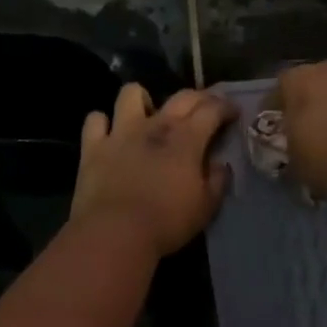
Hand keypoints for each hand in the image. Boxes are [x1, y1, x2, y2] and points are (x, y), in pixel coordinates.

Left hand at [72, 84, 236, 255]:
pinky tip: (109, 134)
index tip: (234, 112)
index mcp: (186, 138)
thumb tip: (220, 165)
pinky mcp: (93, 146)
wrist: (115, 232)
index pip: (212, 109)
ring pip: (131, 94)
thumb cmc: (167, 222)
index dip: (226, 107)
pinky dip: (102, 124)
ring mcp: (120, 132)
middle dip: (199, 97)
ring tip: (148, 113)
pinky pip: (95, 120)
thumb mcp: (205, 208)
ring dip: (142, 99)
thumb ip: (217, 181)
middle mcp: (154, 125)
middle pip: (181, 96)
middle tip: (205, 108)